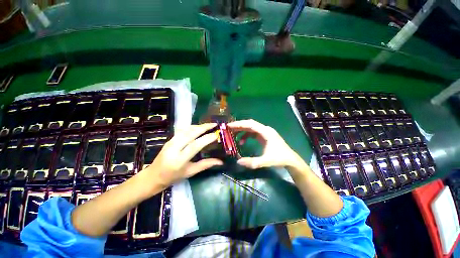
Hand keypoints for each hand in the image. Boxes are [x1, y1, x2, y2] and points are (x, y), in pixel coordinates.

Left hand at [140, 123, 222, 190]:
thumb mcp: (191, 172)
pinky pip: (182, 130)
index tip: (216, 135)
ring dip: (198, 126)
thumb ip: (206, 165)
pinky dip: (192, 127)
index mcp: (179, 160)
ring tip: (208, 125)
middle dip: (204, 127)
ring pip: (186, 130)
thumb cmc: (173, 177)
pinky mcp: (169, 139)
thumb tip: (220, 161)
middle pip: (190, 133)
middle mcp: (174, 148)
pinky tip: (198, 127)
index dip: (206, 139)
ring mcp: (170, 142)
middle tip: (214, 124)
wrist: (153, 176)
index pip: (195, 145)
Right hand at [228, 119, 302, 168]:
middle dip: (239, 126)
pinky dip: (246, 135)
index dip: (239, 124)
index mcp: (266, 132)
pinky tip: (242, 142)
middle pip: (250, 124)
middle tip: (228, 129)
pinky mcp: (264, 136)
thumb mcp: (265, 161)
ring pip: (251, 128)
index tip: (229, 125)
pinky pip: (253, 133)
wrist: (290, 159)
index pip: (250, 124)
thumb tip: (238, 161)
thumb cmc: (279, 158)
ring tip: (233, 135)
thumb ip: (252, 162)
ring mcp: (265, 132)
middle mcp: (265, 129)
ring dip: (242, 131)